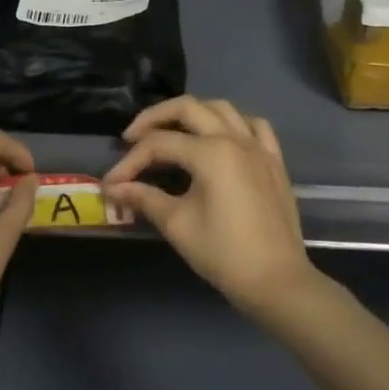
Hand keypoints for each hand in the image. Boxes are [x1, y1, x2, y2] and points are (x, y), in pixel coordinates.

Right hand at [103, 96, 316, 315]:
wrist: (276, 281)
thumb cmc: (223, 253)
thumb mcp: (177, 224)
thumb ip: (144, 198)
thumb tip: (113, 188)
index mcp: (210, 153)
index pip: (159, 145)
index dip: (130, 162)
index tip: (112, 183)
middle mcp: (234, 139)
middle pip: (187, 108)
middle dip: (154, 118)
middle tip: (132, 137)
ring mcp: (258, 147)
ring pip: (222, 108)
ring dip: (192, 113)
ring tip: (172, 131)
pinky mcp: (274, 160)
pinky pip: (254, 126)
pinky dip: (233, 122)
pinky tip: (221, 136)